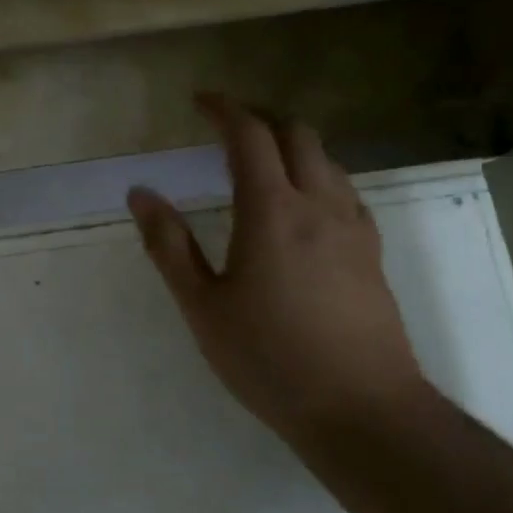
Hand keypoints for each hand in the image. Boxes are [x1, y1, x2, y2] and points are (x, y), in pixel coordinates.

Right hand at [128, 95, 429, 449]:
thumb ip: (169, 245)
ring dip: (292, 144)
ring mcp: (353, 227)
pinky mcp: (372, 252)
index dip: (224, 109)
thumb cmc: (270, 359)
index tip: (199, 102)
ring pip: (327, 159)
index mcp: (272, 211)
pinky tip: (303, 205)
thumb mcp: (202, 306)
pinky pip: (345, 190)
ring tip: (261, 162)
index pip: (250, 135)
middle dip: (261, 118)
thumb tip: (140, 193)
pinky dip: (318, 174)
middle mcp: (319, 205)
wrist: (363, 410)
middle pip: (297, 133)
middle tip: (227, 126)